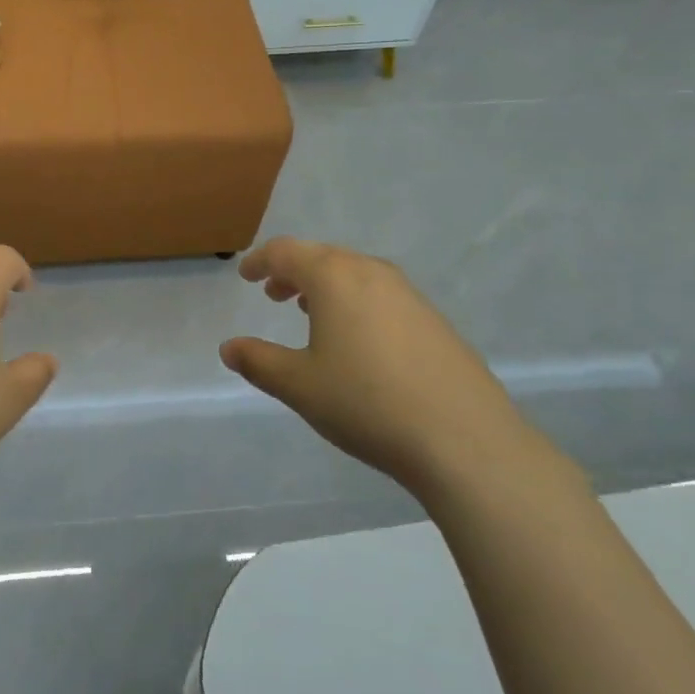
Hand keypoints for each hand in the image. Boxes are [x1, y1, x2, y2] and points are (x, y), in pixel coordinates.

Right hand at [221, 237, 544, 497]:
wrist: (466, 440)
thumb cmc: (367, 403)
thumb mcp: (299, 385)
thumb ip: (259, 362)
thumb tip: (228, 348)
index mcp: (334, 277)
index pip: (286, 253)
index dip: (261, 261)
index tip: (246, 274)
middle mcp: (371, 273)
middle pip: (323, 257)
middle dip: (293, 271)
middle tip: (274, 293)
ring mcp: (409, 295)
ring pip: (355, 274)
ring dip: (326, 286)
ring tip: (311, 312)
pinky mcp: (435, 321)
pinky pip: (382, 295)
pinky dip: (357, 302)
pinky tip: (358, 339)